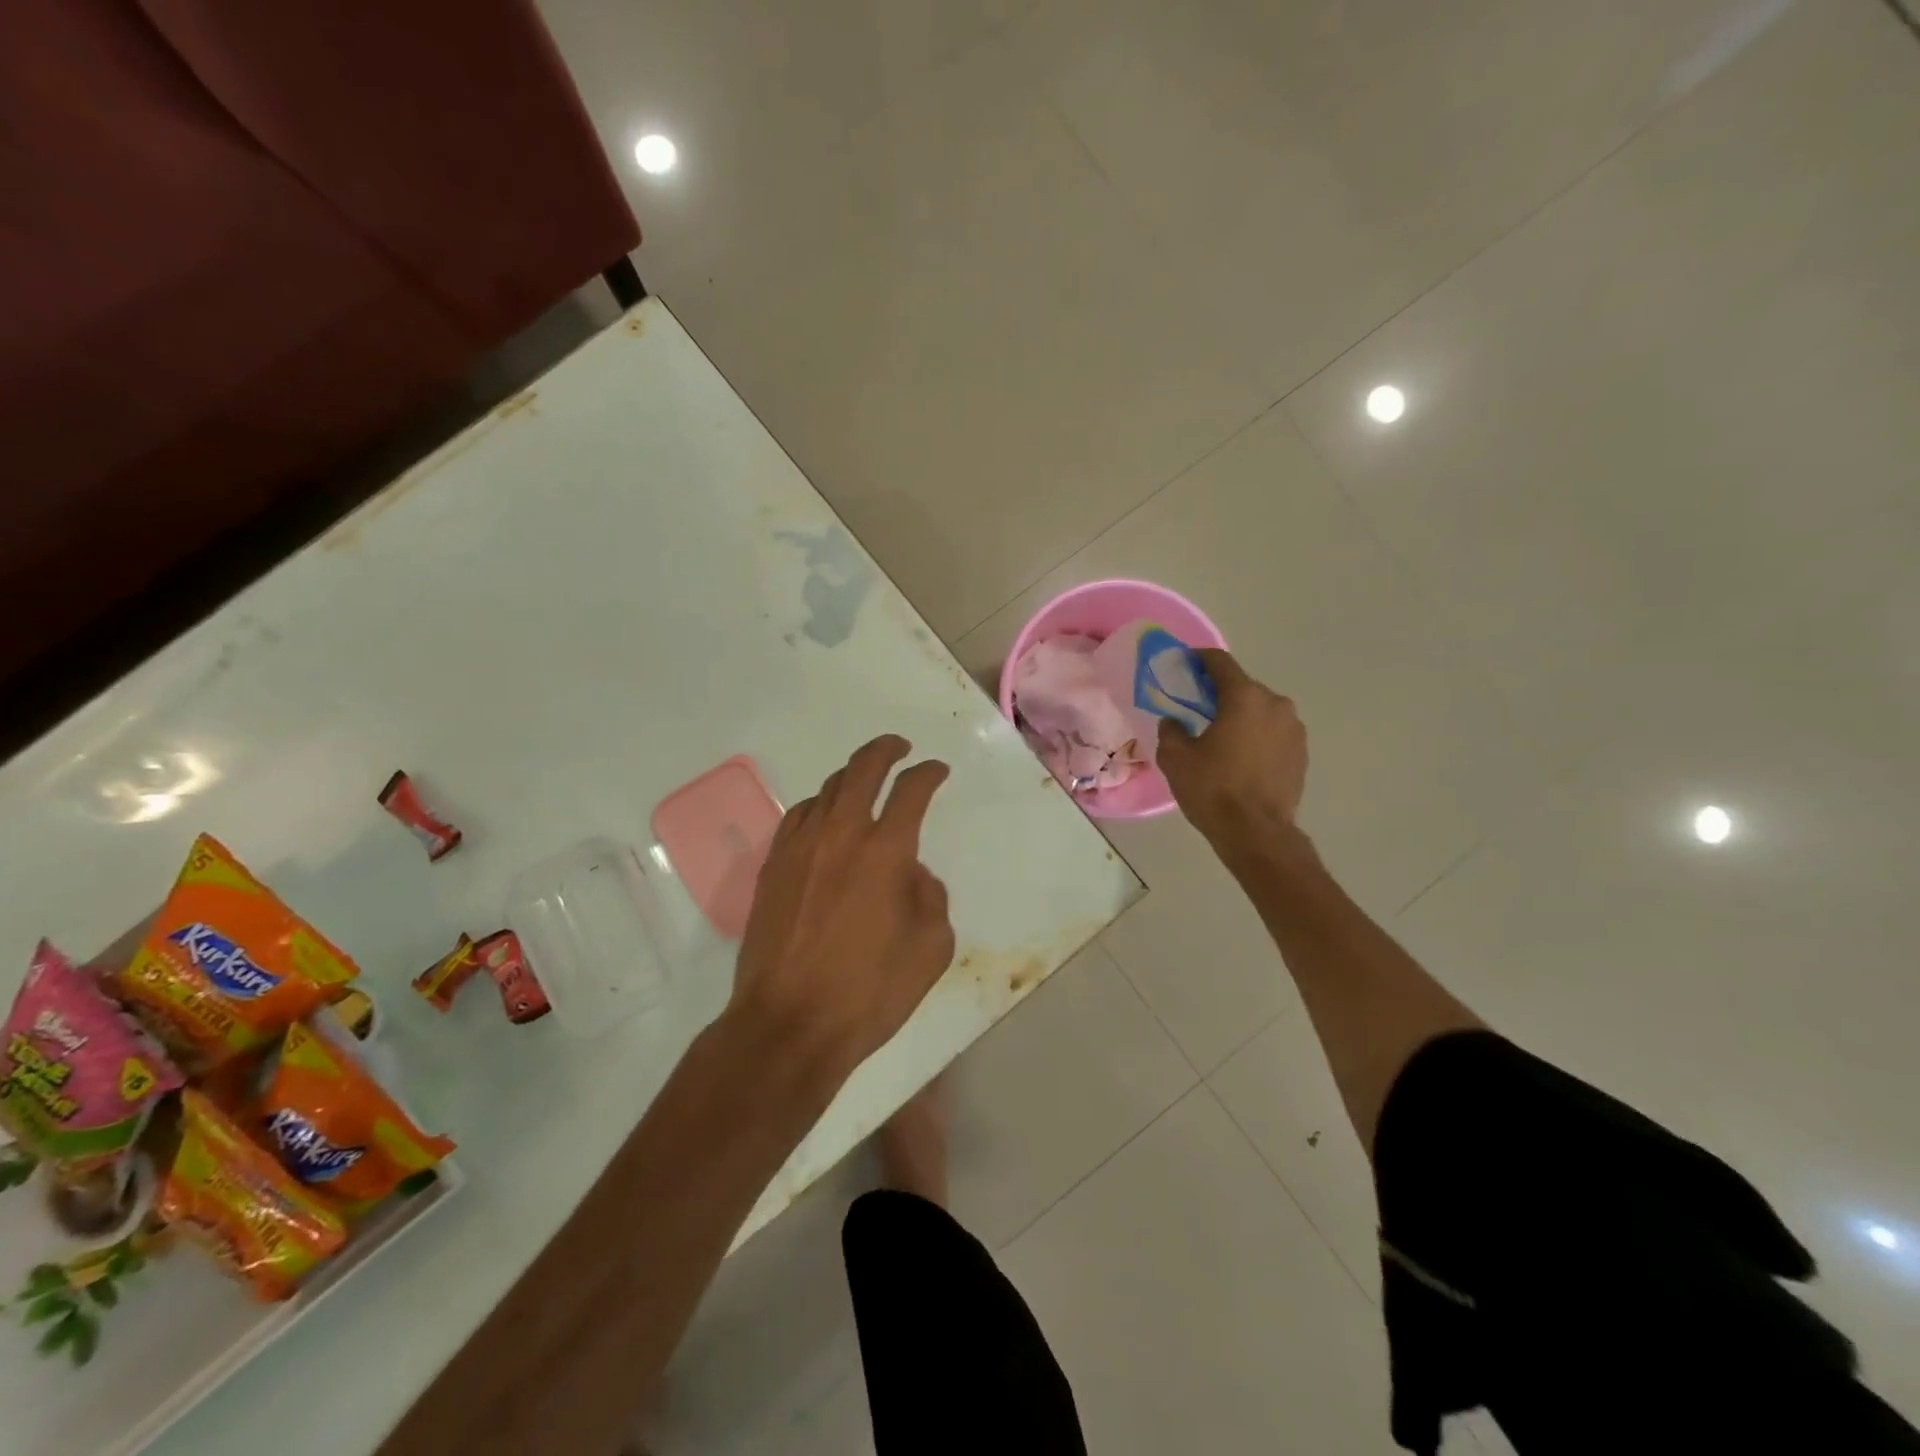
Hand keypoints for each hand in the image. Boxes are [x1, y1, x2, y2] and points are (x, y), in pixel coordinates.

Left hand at [726, 735, 954, 1087]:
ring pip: (826, 790)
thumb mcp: (931, 948)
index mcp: (886, 851)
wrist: (789, 1023)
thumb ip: (930, 897)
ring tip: (864, 782)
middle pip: (862, 769)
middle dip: (886, 750)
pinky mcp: (773, 867)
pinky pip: (797, 817)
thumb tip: (911, 874)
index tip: (938, 771)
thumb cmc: (870, 992)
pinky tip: (824, 817)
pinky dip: (818, 806)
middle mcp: (841, 834)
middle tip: (900, 748)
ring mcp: (800, 848)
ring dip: (851, 777)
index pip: (911, 790)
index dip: (929, 773)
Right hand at [1156, 649, 1307, 854]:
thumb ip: (1171, 730)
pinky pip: (1273, 733)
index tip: (1185, 664)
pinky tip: (1241, 758)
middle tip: (1197, 710)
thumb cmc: (1213, 789)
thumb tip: (1175, 721)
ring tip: (1221, 738)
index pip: (1220, 662)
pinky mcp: (1302, 752)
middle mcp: (1275, 704)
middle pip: (1242, 688)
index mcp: (1244, 697)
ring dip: (1241, 717)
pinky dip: (1257, 737)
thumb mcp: (1175, 758)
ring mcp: (1294, 728)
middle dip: (1220, 694)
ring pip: (1260, 711)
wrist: (1256, 833)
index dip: (1200, 659)